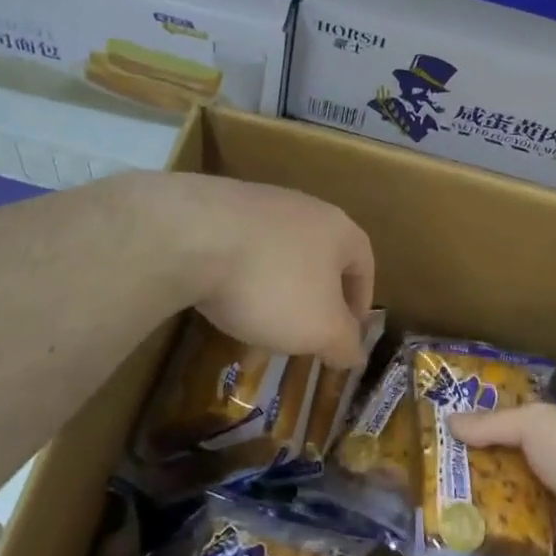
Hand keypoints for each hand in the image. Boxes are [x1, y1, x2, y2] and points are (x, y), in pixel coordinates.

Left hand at [163, 175, 375, 368]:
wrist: (192, 236)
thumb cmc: (272, 284)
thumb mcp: (320, 328)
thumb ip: (344, 343)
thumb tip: (355, 354)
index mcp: (339, 229)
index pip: (364, 264)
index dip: (360, 302)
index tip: (347, 334)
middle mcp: (304, 207)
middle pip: (321, 255)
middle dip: (316, 296)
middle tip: (305, 332)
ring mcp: (260, 201)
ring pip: (280, 251)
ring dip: (277, 285)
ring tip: (260, 319)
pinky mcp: (218, 206)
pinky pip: (242, 245)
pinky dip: (241, 273)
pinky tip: (224, 296)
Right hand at [449, 403, 555, 555]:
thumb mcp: (531, 422)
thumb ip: (491, 424)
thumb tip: (449, 420)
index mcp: (554, 438)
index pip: (512, 434)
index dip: (481, 435)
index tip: (446, 439)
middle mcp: (554, 475)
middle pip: (505, 474)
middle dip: (473, 476)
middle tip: (431, 480)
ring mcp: (553, 516)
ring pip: (507, 512)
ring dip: (478, 512)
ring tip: (435, 513)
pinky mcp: (552, 554)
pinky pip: (516, 548)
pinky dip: (492, 546)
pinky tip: (457, 544)